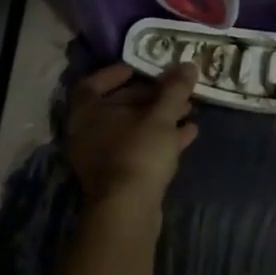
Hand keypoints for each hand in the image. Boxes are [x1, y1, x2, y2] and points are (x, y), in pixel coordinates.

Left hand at [65, 63, 199, 205]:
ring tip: (189, 110)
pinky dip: (161, 139)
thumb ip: (174, 89)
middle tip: (177, 90)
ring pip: (132, 129)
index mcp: (87, 112)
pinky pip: (138, 149)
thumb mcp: (161, 116)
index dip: (115, 73)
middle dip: (151, 96)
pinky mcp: (116, 177)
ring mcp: (100, 157)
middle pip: (119, 105)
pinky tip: (188, 134)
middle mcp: (87, 133)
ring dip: (160, 117)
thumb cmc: (138, 152)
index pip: (93, 83)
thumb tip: (188, 64)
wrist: (128, 210)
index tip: (139, 68)